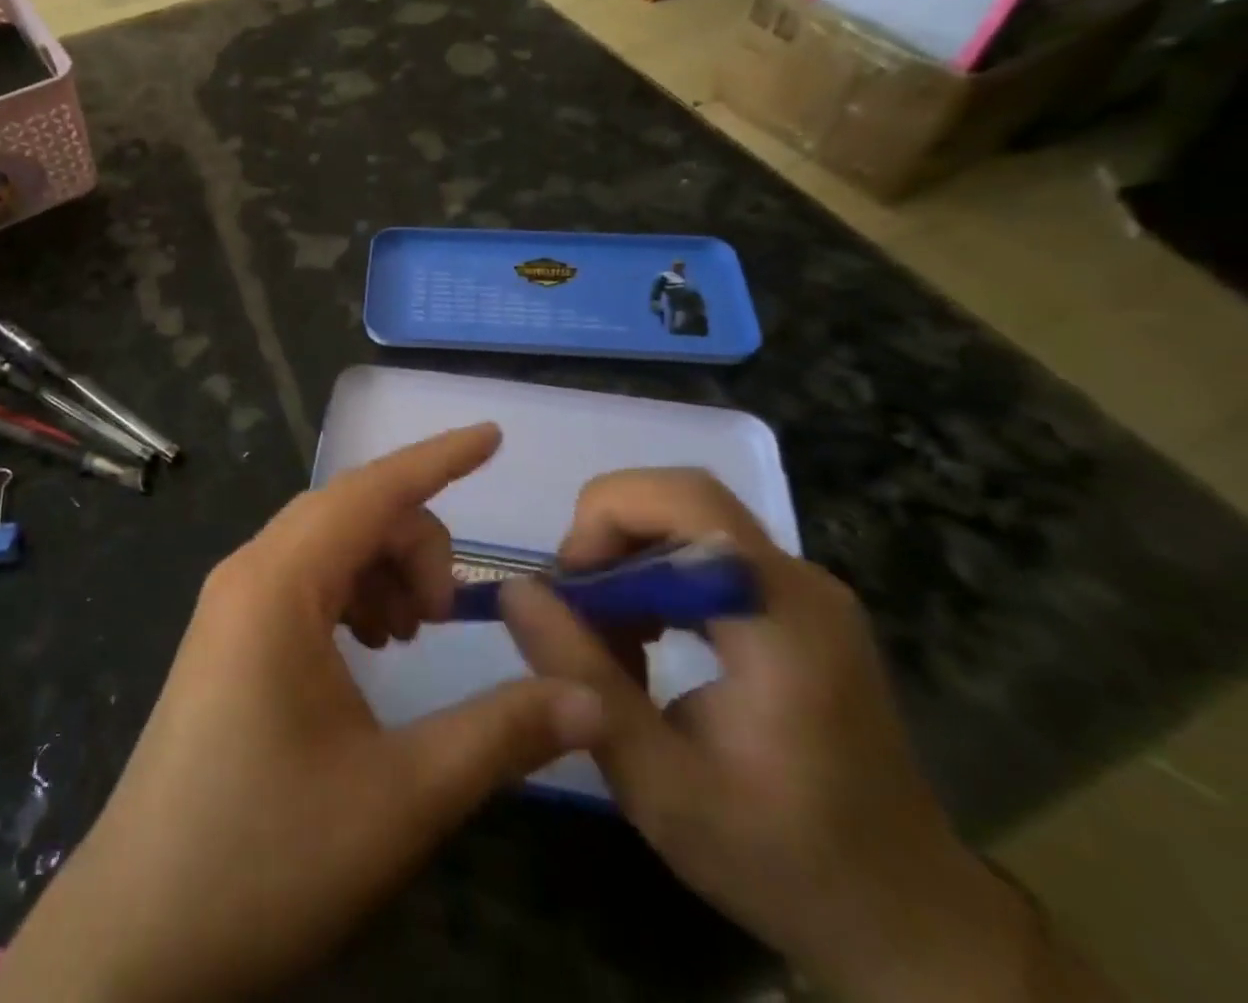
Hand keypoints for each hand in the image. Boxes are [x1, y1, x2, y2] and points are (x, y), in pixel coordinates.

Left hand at [0, 425, 607, 1002]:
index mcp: (278, 584)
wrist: (139, 935)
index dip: (438, 458)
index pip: (370, 490)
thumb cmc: (266, 856)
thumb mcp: (400, 798)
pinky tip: (370, 650)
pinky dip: (351, 594)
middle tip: (447, 616)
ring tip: (410, 635)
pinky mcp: (227, 638)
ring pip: (326, 546)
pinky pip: (302, 583)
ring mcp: (230, 604)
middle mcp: (248, 573)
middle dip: (415, 542)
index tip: (492, 436)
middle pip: (350, 515)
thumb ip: (500, 734)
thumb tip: (588, 698)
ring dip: (382, 569)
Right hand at [502, 470, 1103, 1002]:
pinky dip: (653, 578)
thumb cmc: (782, 860)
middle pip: (680, 500)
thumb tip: (514, 590)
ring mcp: (802, 591)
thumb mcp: (659, 784)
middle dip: (607, 537)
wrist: (907, 922)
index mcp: (782, 617)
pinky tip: (642, 642)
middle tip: (574, 610)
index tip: (568, 588)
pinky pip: (704, 555)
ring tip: (603, 637)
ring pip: (685, 521)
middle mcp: (799, 581)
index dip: (608, 518)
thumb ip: (582, 678)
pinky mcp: (796, 606)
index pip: (686, 500)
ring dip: (626, 560)